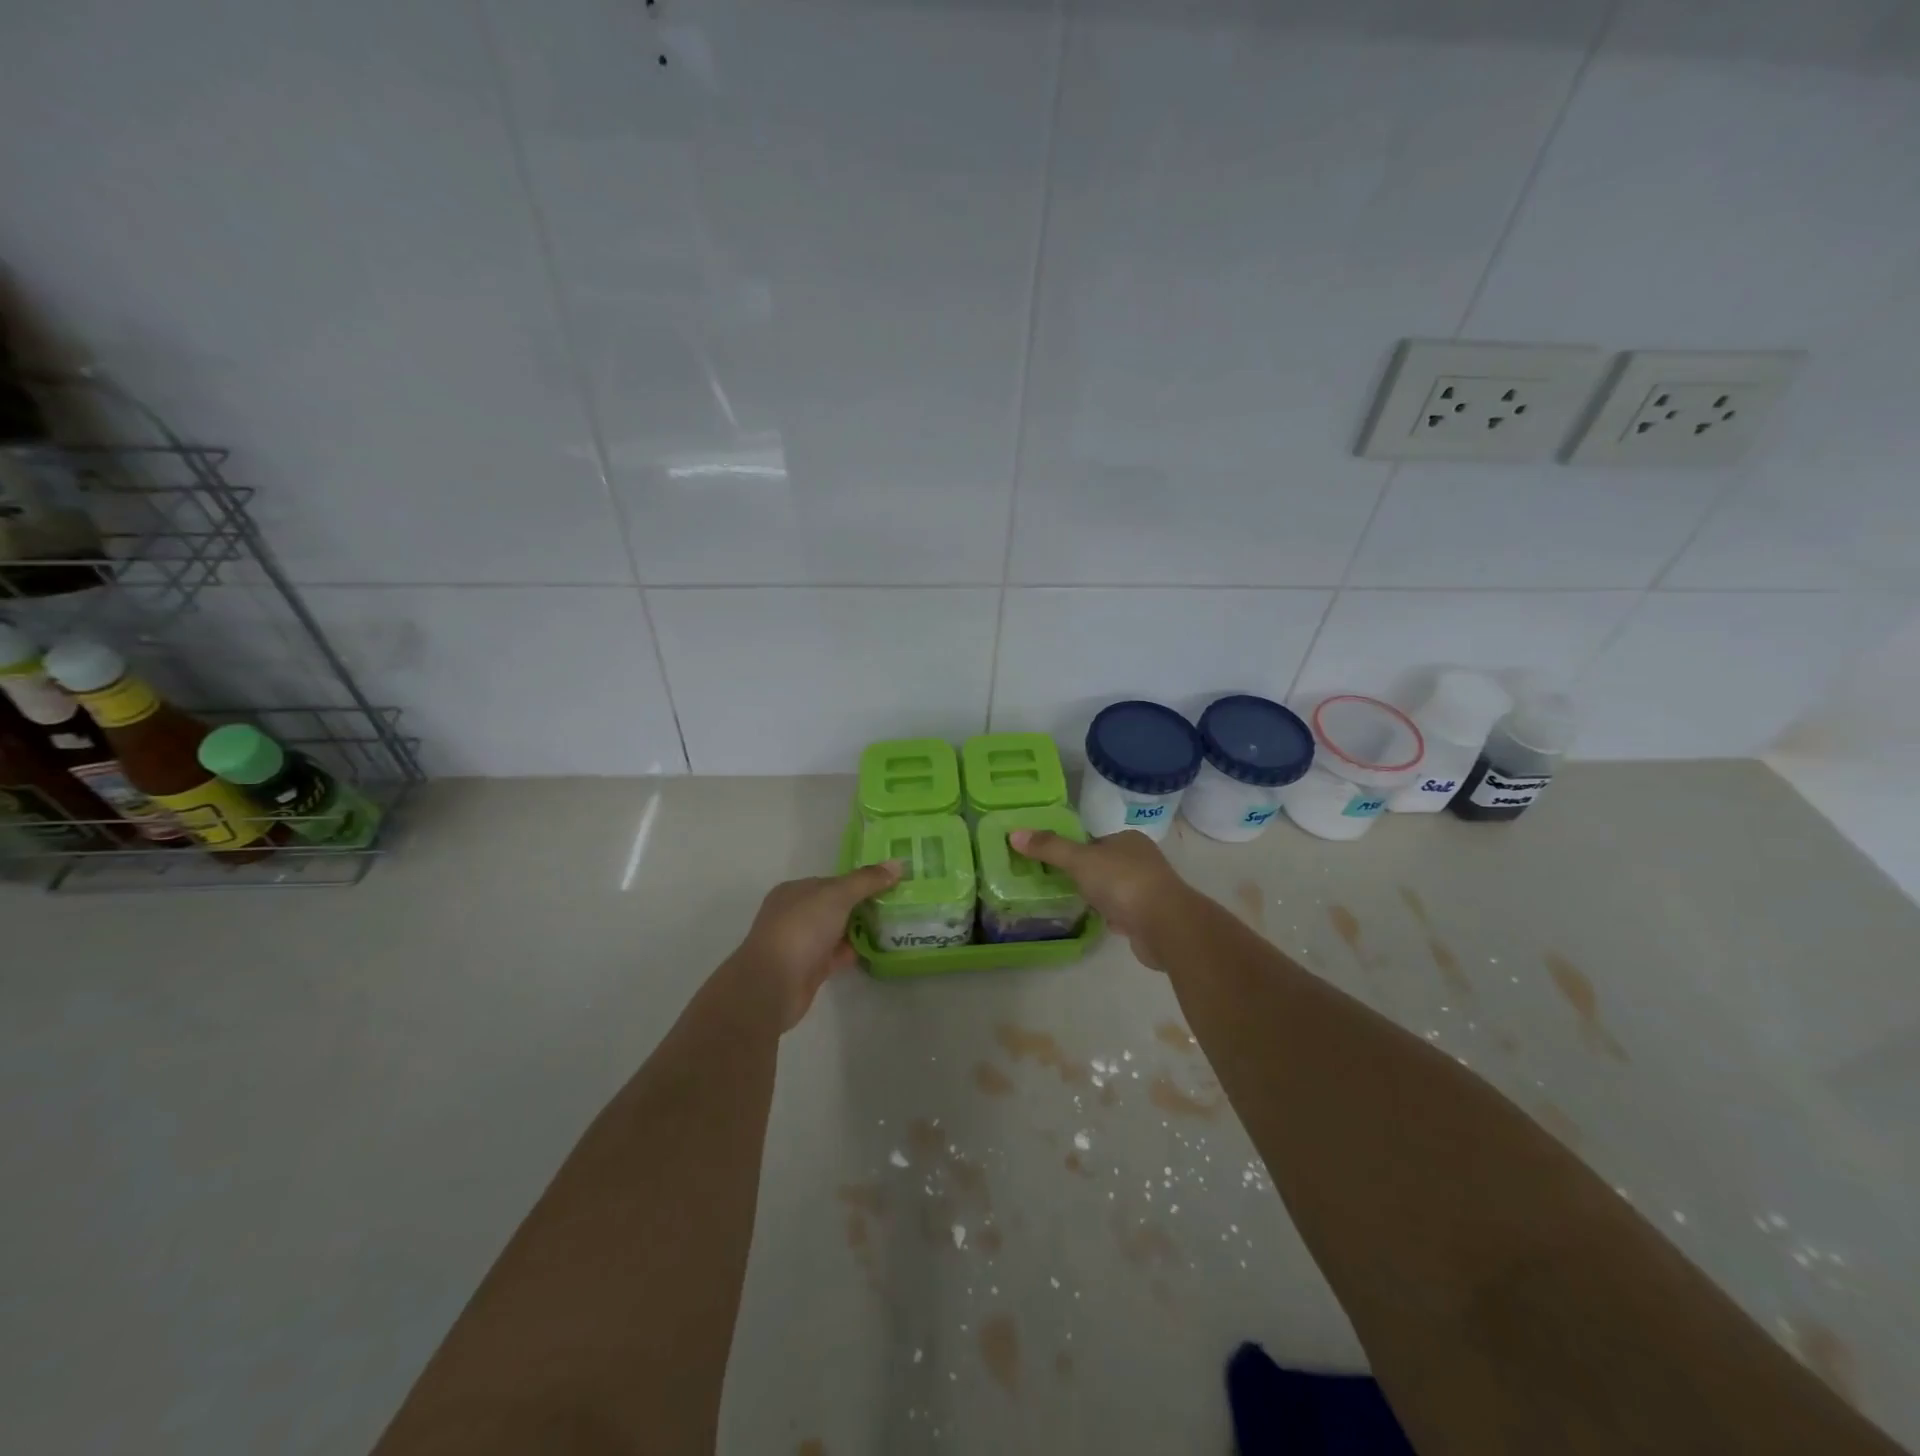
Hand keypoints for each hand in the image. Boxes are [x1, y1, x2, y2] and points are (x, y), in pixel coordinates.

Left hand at [726, 861, 902, 1031]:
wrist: (773, 985)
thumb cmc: (801, 929)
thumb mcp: (837, 895)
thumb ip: (867, 880)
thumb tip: (898, 863)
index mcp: (795, 891)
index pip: (833, 881)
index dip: (861, 881)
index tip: (890, 884)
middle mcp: (796, 913)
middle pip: (836, 905)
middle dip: (864, 905)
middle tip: (899, 904)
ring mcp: (802, 942)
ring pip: (838, 930)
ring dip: (862, 928)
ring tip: (896, 924)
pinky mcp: (810, 968)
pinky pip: (838, 953)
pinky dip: (856, 950)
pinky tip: (880, 948)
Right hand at [1008, 828, 1193, 969]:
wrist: (1165, 925)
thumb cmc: (1122, 882)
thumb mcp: (1079, 860)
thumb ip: (1049, 848)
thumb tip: (1014, 834)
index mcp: (1128, 840)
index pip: (1095, 839)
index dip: (1074, 849)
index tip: (1052, 861)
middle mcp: (1142, 861)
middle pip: (1104, 864)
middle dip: (1085, 874)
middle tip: (1056, 883)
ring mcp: (1148, 890)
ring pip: (1114, 889)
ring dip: (1098, 896)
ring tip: (1072, 902)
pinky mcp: (1150, 918)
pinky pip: (1123, 912)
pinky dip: (1111, 916)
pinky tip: (1097, 921)